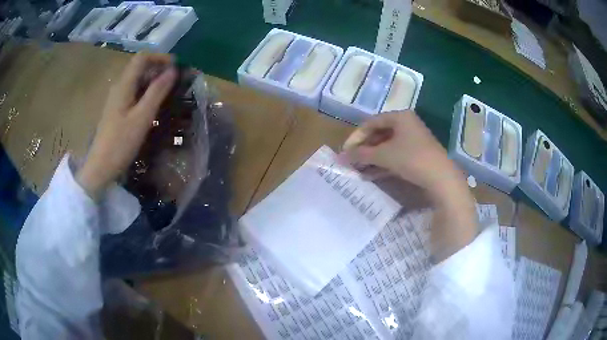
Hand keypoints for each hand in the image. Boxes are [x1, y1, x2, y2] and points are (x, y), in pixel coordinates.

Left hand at [76, 53, 176, 199]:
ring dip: (154, 81)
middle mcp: (119, 87)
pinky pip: (134, 93)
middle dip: (159, 69)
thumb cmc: (120, 143)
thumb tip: (173, 71)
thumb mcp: (142, 117)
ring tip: (169, 92)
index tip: (177, 66)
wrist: (101, 167)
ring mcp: (117, 99)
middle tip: (177, 80)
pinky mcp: (117, 110)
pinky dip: (146, 93)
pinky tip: (154, 105)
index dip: (160, 57)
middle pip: (140, 68)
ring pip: (137, 81)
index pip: (142, 58)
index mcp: (124, 85)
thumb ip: (157, 92)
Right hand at [342, 111, 461, 196]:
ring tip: (359, 169)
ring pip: (387, 146)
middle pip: (379, 134)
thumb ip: (361, 154)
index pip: (371, 122)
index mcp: (400, 116)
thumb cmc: (411, 158)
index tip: (345, 151)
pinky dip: (383, 163)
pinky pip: (396, 154)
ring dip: (372, 157)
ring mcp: (414, 139)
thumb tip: (341, 156)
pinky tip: (372, 174)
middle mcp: (407, 124)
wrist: (441, 177)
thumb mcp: (384, 155)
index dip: (356, 136)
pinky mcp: (417, 153)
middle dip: (364, 148)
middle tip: (352, 161)